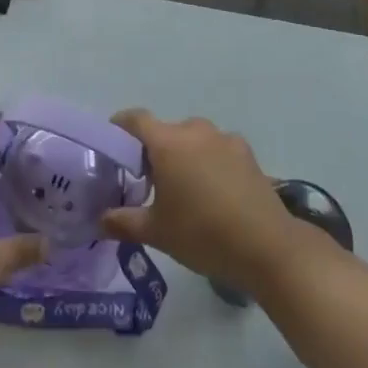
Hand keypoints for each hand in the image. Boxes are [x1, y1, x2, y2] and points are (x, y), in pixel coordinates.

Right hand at [100, 110, 299, 298]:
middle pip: (165, 132)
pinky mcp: (247, 153)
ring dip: (184, 157)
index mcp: (167, 142)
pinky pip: (217, 150)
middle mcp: (195, 130)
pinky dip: (209, 163)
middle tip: (149, 183)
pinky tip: (215, 194)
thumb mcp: (156, 232)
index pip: (135, 119)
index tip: (114, 148)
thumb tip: (101, 219)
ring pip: (193, 140)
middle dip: (154, 151)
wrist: (267, 247)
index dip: (120, 128)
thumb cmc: (202, 234)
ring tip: (185, 190)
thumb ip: (123, 222)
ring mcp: (224, 139)